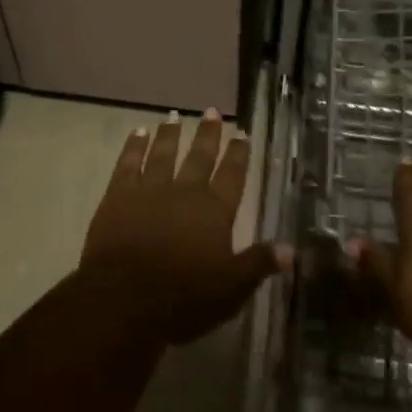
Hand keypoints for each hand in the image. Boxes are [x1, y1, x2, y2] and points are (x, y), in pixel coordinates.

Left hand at [79, 111, 290, 346]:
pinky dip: (134, 147)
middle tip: (212, 111)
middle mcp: (185, 192)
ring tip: (174, 116)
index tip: (242, 132)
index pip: (232, 175)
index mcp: (214, 211)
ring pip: (163, 154)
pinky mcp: (118, 197)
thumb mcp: (231, 289)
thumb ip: (259, 263)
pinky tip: (138, 133)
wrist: (123, 299)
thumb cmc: (183, 298)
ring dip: (170, 135)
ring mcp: (149, 190)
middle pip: (199, 157)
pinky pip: (128, 164)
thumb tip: (293, 249)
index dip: (238, 154)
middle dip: (208, 134)